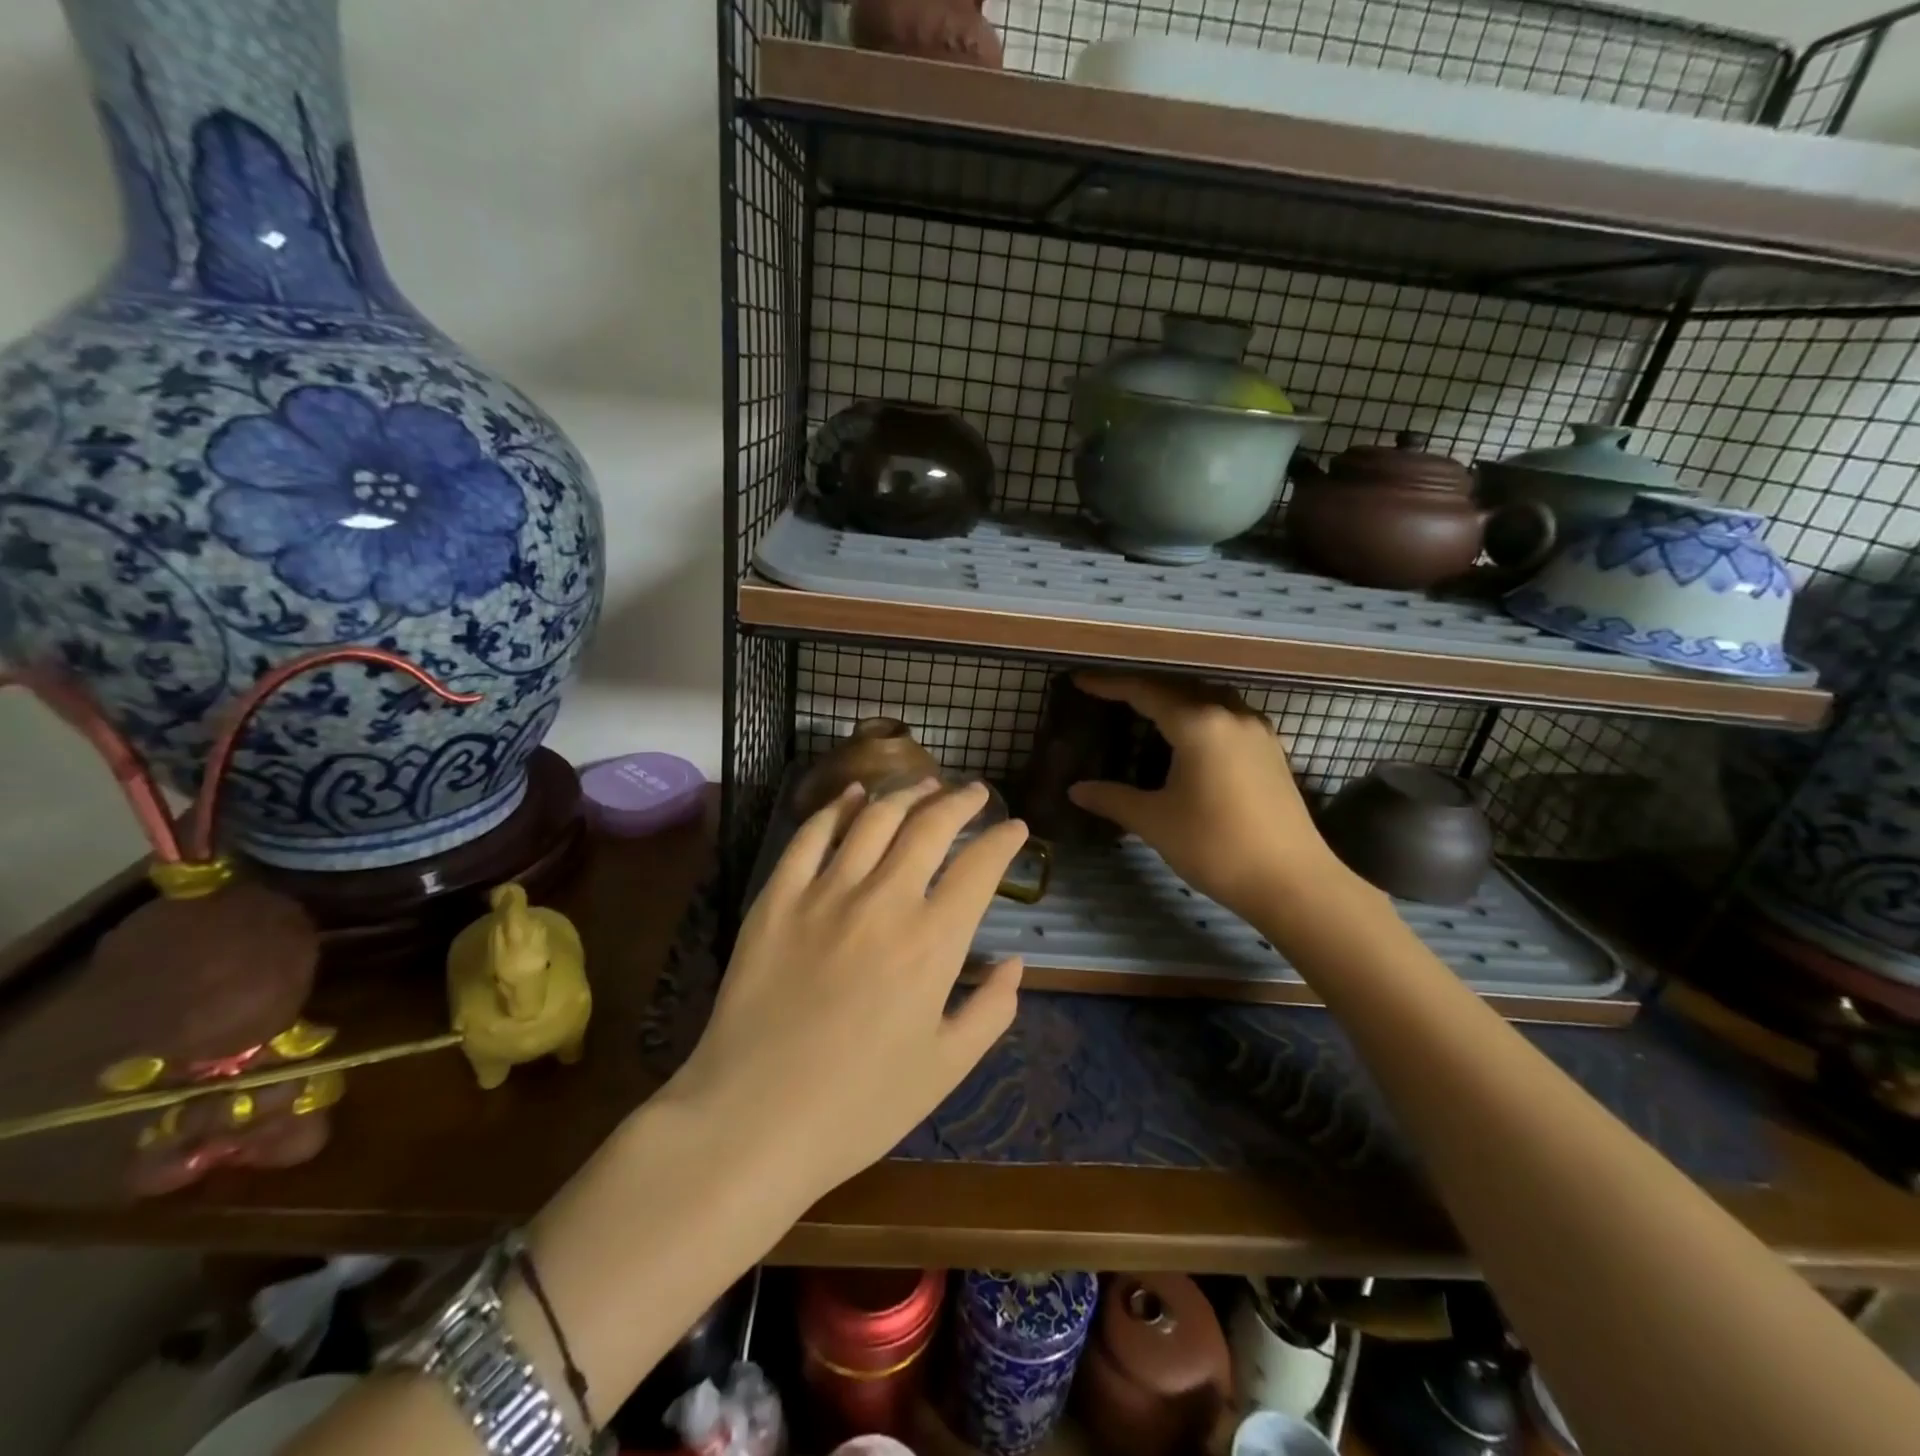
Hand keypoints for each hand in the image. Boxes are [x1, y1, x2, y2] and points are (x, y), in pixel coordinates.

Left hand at [664, 778, 1026, 1205]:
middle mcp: (884, 900)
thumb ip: (991, 1010)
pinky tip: (853, 795)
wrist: (751, 1121)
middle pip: (930, 826)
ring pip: (874, 818)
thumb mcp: (945, 1069)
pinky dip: (837, 807)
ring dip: (906, 792)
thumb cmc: (858, 1106)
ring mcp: (825, 893)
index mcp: (932, 942)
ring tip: (925, 783)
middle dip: (961, 801)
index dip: (1003, 841)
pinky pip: (811, 835)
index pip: (980, 867)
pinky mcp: (777, 897)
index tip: (1015, 829)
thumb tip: (1016, 963)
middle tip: (976, 793)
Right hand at [1067, 673, 1355, 921]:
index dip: (1109, 684)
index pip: (1144, 691)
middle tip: (1107, 696)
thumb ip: (1112, 799)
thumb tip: (1075, 790)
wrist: (1292, 882)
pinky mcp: (1271, 751)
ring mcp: (1256, 731)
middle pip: (1178, 687)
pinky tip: (1188, 737)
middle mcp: (1230, 715)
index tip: (1079, 681)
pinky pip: (1227, 716)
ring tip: (1145, 711)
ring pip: (1207, 698)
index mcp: (1199, 724)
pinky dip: (1199, 715)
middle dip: (1140, 688)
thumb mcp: (1155, 822)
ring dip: (1174, 698)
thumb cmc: (1216, 846)